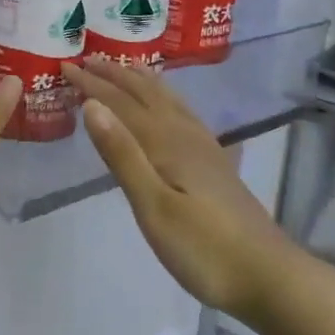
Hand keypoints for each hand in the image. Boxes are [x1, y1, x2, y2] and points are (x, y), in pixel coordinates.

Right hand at [62, 58, 295, 321]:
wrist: (268, 276)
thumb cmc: (203, 248)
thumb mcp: (153, 206)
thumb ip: (123, 155)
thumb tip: (91, 105)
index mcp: (166, 142)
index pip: (121, 103)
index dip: (92, 83)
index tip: (66, 65)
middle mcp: (185, 134)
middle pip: (146, 94)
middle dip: (115, 75)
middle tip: (88, 58)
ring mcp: (204, 147)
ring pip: (167, 100)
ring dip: (142, 82)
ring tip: (126, 67)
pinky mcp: (215, 163)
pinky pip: (183, 113)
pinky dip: (167, 99)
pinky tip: (170, 107)